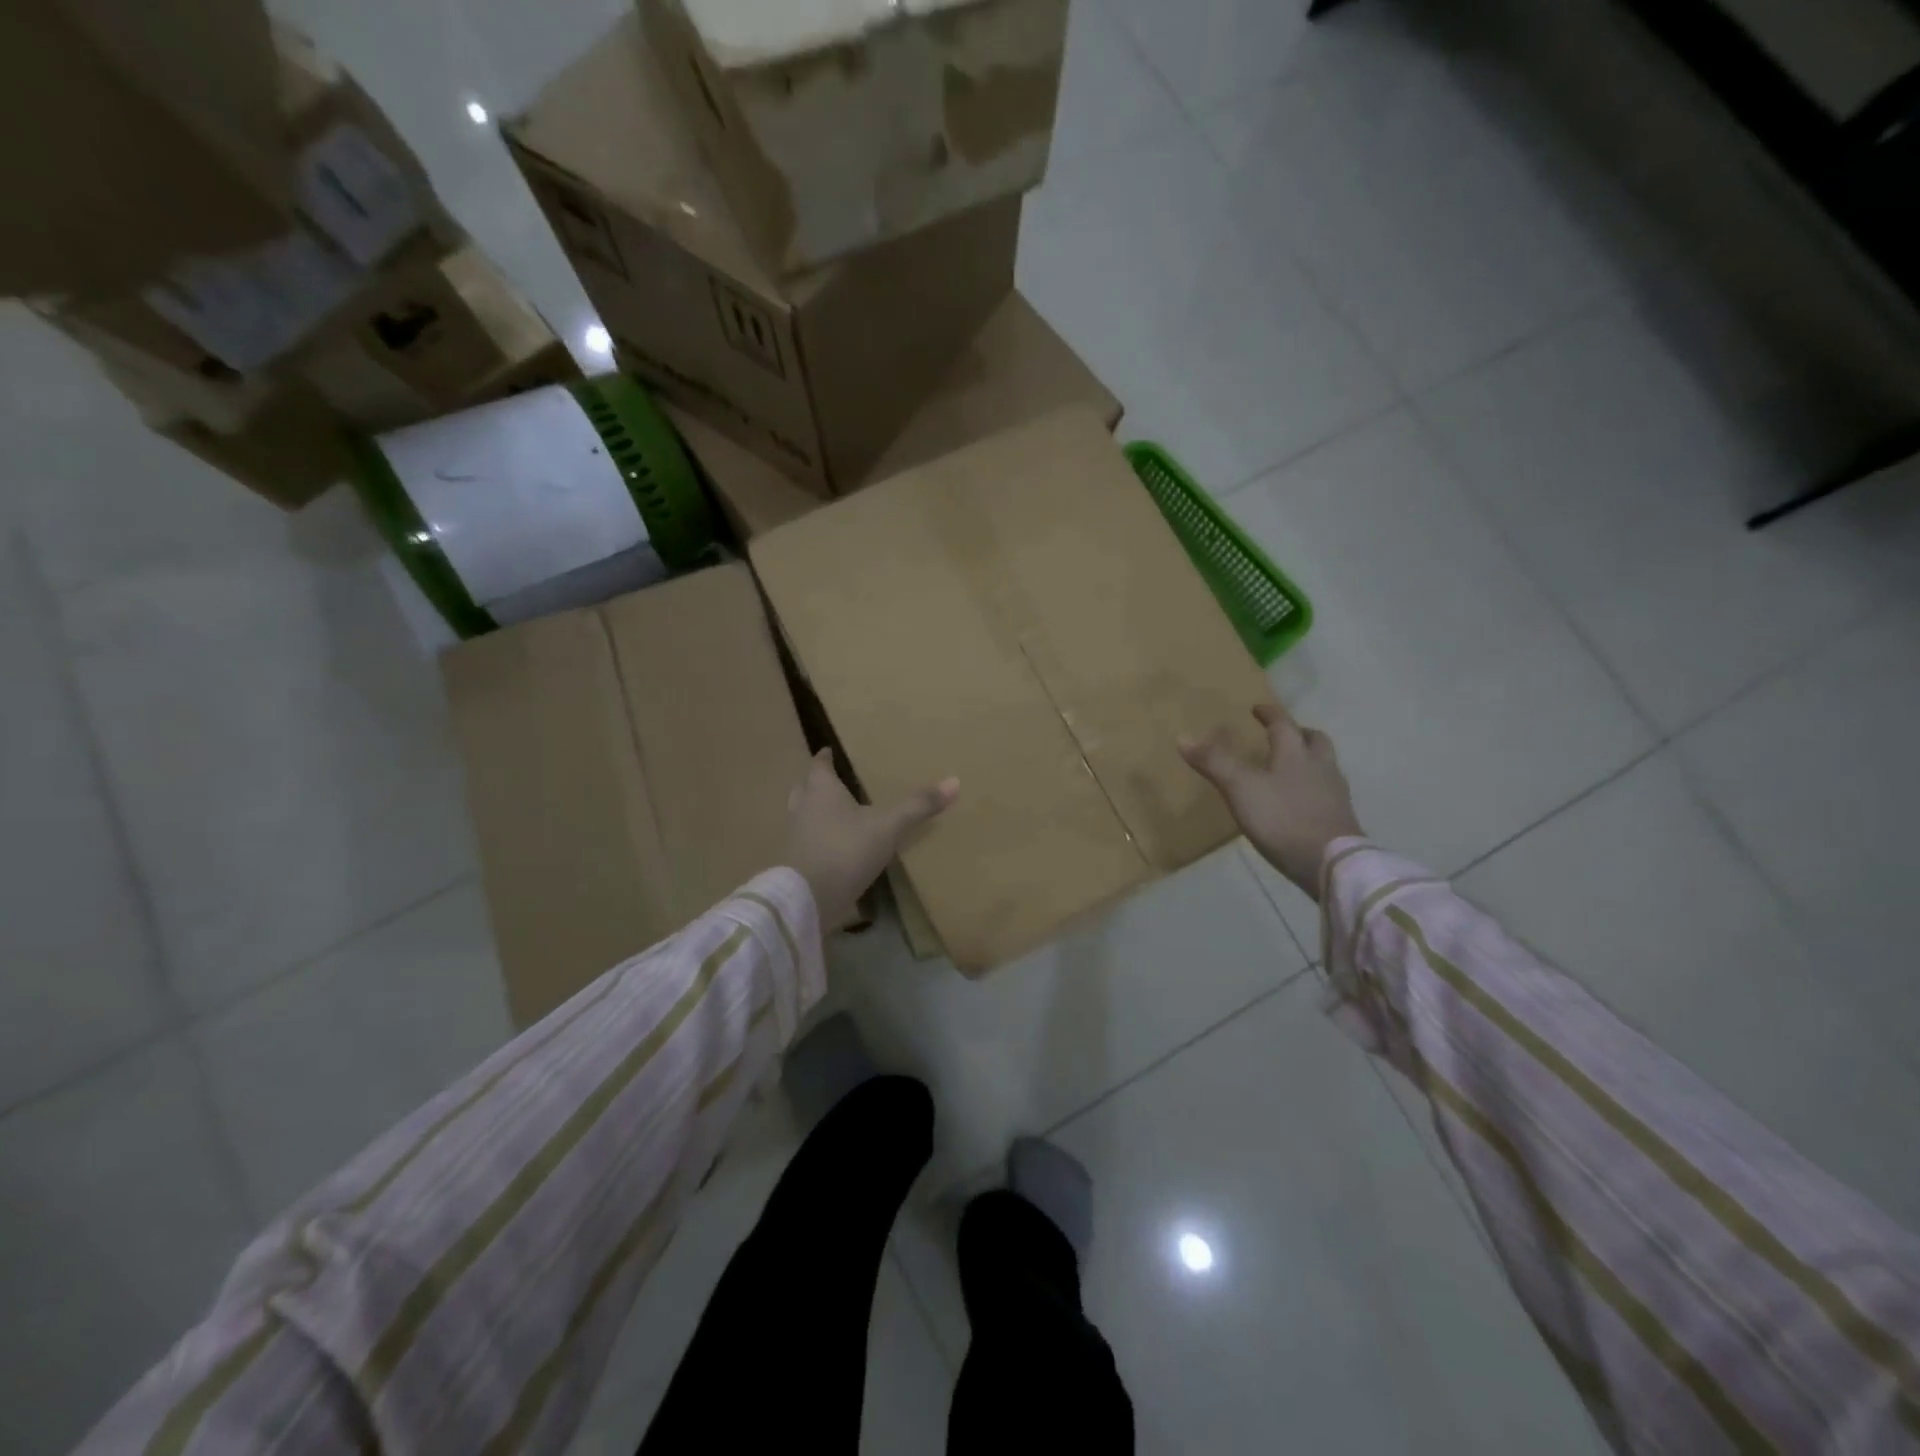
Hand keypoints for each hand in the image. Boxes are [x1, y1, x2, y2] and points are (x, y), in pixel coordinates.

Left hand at [784, 749, 958, 928]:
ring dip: (816, 812)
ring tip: (838, 814)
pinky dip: (818, 839)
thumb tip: (955, 781)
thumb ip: (918, 805)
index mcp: (820, 790)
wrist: (807, 900)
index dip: (825, 757)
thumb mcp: (888, 827)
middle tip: (835, 781)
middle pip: (805, 788)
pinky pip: (806, 842)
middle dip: (818, 783)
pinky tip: (836, 847)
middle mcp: (802, 808)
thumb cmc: (846, 850)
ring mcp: (795, 837)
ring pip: (803, 815)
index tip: (830, 751)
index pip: (819, 764)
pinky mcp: (795, 863)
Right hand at [1179, 703, 1362, 900]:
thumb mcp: (1240, 788)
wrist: (1329, 861)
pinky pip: (1328, 791)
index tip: (1258, 708)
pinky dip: (1314, 787)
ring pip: (1325, 765)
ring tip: (1292, 767)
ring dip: (1310, 759)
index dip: (1270, 714)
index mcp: (1295, 754)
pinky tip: (1301, 800)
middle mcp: (1320, 767)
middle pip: (1315, 741)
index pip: (1283, 725)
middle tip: (1285, 733)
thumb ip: (1214, 762)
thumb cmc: (1281, 818)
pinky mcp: (1340, 818)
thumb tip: (1183, 737)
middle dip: (1299, 733)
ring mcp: (1335, 793)